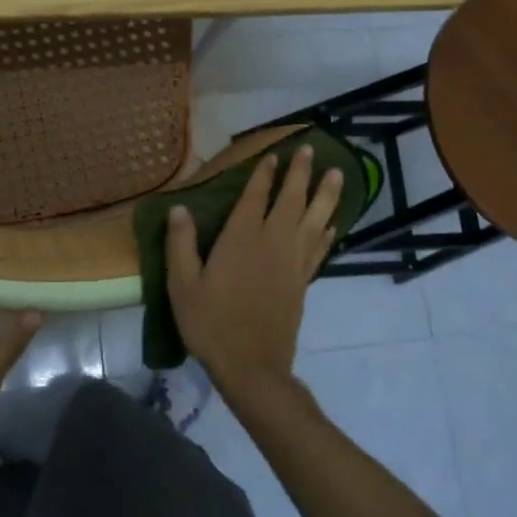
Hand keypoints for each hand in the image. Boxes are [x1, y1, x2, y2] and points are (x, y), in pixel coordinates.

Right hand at [166, 146, 342, 405]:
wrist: (251, 366)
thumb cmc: (211, 323)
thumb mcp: (183, 285)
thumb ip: (181, 244)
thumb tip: (179, 208)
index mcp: (242, 239)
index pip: (256, 197)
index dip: (264, 174)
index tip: (274, 154)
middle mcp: (272, 243)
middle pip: (291, 200)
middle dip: (300, 174)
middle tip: (311, 150)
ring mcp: (292, 263)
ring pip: (315, 220)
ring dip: (326, 195)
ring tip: (338, 174)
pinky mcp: (302, 282)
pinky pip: (319, 249)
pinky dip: (327, 232)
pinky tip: (333, 222)